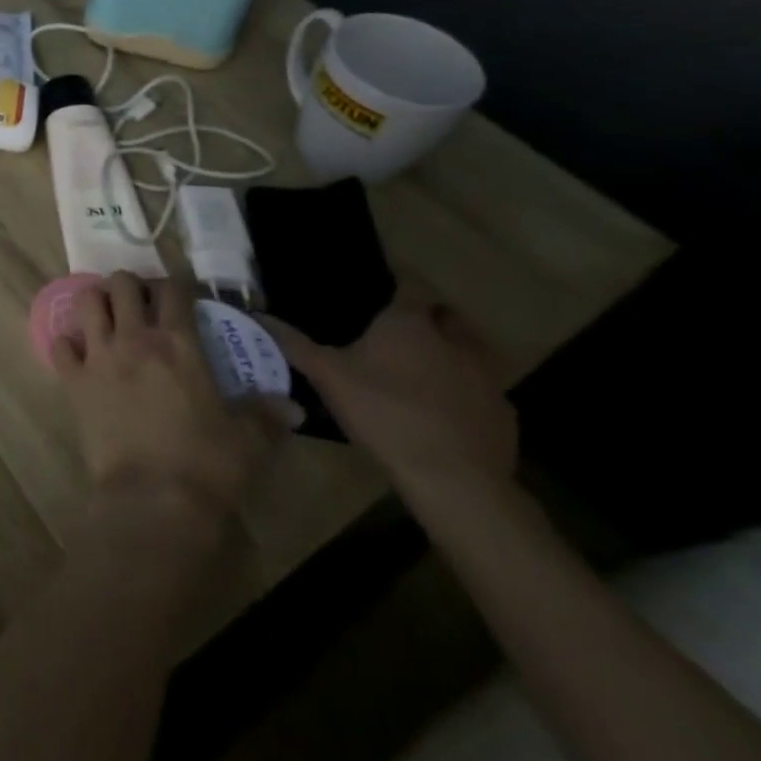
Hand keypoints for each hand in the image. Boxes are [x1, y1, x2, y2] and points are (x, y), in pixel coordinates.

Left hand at [55, 273, 297, 525]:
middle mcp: (134, 338)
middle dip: (130, 285)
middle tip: (140, 303)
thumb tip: (293, 407)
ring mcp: (98, 355)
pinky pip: (59, 344)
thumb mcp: (247, 440)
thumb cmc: (206, 465)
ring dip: (95, 300)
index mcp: (178, 344)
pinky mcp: (73, 379)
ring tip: (106, 314)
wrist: (154, 499)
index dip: (175, 285)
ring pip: (87, 300)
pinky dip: (67, 342)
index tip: (179, 295)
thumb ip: (266, 416)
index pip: (173, 290)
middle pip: (122, 283)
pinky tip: (77, 352)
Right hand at [262, 302, 516, 502]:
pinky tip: (443, 409)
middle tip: (401, 327)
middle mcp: (455, 340)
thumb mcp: (326, 375)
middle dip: (430, 315)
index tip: (384, 282)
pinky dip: (465, 391)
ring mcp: (487, 379)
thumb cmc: (383, 412)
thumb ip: (292, 343)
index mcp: (411, 322)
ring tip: (423, 366)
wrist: (454, 480)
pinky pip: (484, 390)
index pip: (413, 283)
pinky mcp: (504, 415)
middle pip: (448, 314)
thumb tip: (256, 316)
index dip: (400, 279)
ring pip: (472, 351)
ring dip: (452, 352)